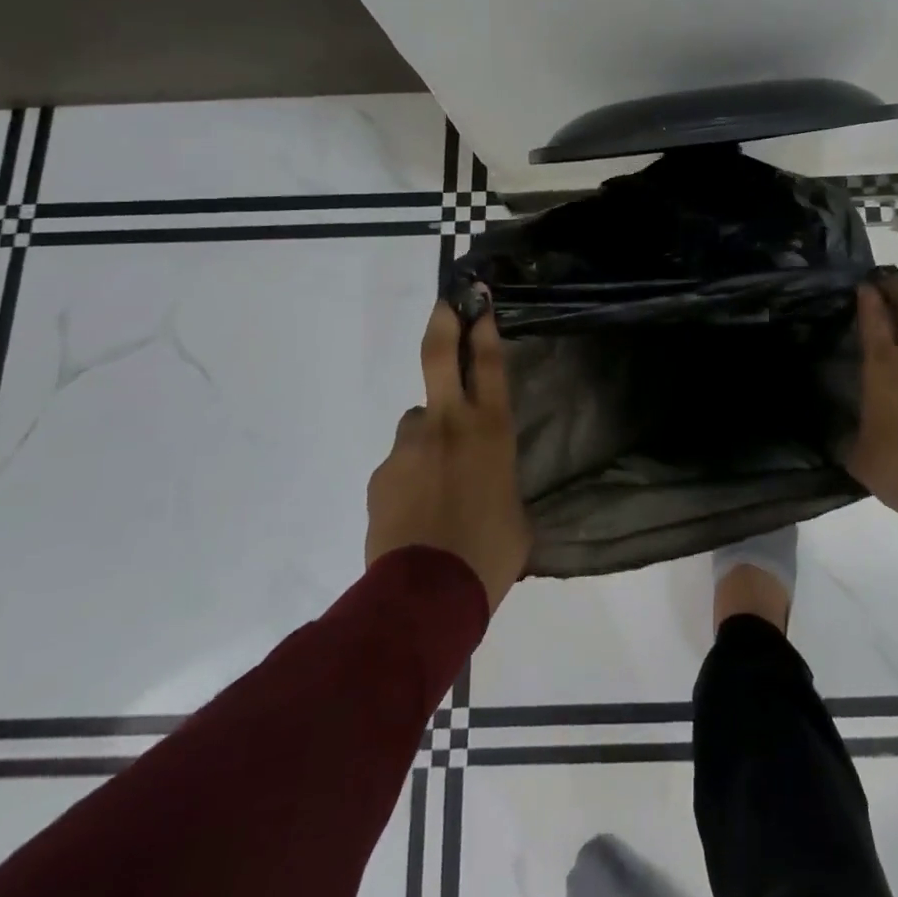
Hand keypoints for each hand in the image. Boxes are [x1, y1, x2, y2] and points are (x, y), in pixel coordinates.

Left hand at [365, 298, 530, 610]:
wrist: (427, 596)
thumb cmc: (489, 554)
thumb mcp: (515, 514)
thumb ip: (501, 483)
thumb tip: (491, 485)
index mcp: (491, 430)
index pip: (488, 363)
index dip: (483, 326)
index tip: (478, 300)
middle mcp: (448, 424)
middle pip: (439, 355)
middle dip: (444, 321)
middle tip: (446, 304)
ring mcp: (410, 445)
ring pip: (417, 422)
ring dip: (427, 438)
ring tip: (434, 485)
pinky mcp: (381, 473)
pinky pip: (399, 463)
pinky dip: (408, 476)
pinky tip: (414, 513)